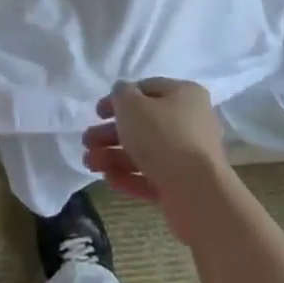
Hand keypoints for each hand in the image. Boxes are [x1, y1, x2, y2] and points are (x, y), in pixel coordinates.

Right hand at [82, 78, 227, 235]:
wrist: (197, 193)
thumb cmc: (163, 137)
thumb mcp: (133, 106)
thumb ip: (121, 95)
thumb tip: (121, 93)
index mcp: (184, 94)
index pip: (147, 89)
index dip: (119, 99)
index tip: (97, 112)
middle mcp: (189, 122)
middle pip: (143, 124)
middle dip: (111, 133)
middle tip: (87, 141)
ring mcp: (187, 157)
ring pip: (145, 152)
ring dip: (114, 156)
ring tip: (89, 163)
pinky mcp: (182, 187)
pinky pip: (151, 177)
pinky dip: (129, 176)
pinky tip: (108, 179)